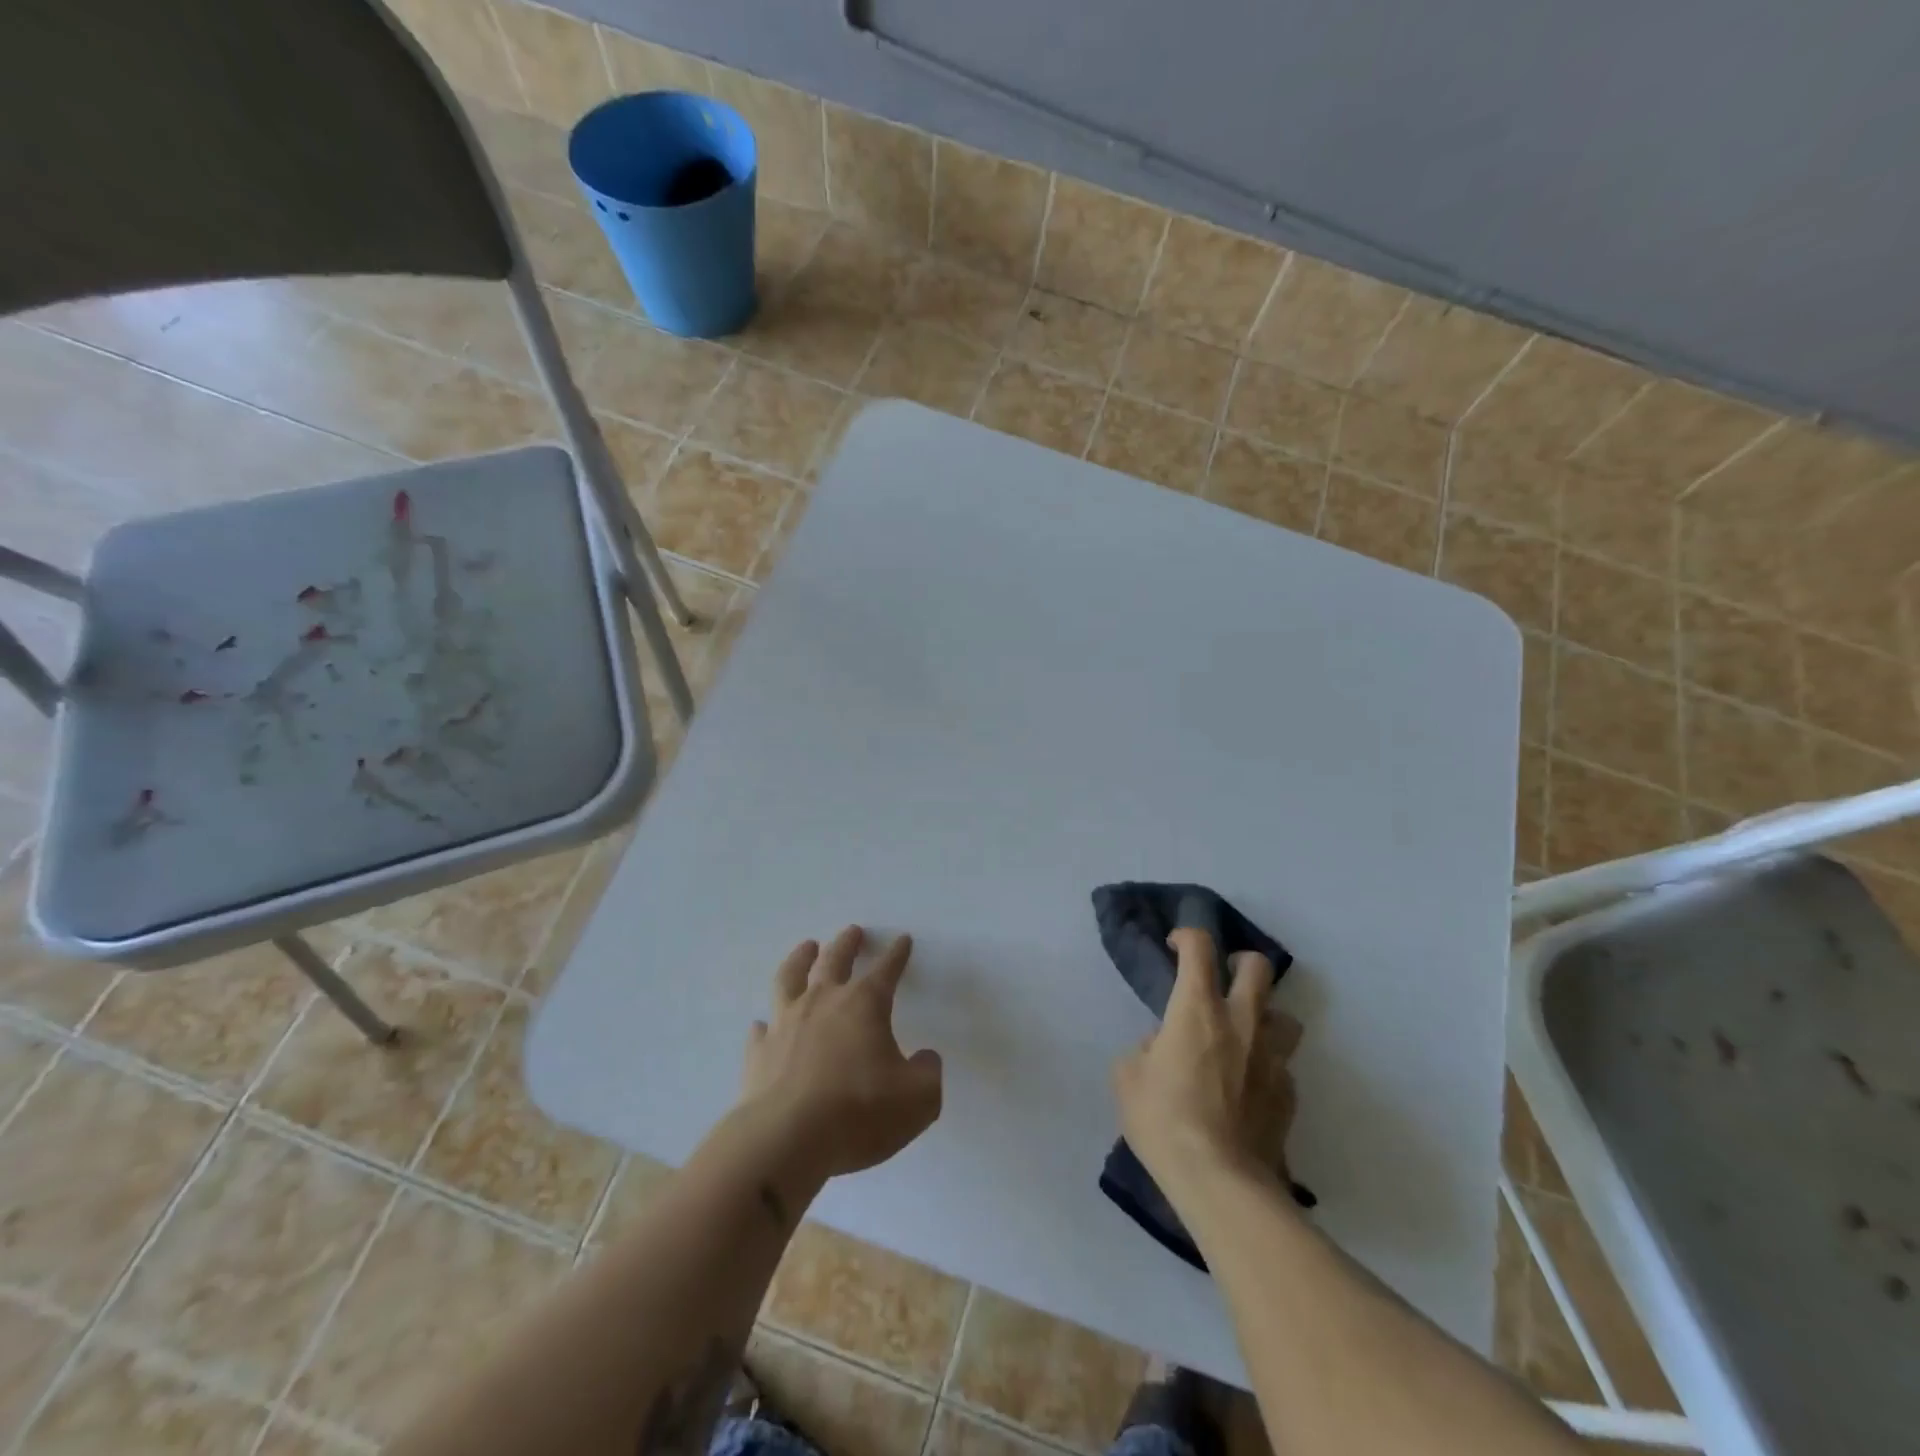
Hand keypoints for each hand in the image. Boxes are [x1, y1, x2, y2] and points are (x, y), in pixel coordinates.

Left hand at [739, 926, 943, 1182]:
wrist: (785, 1140)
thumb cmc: (859, 1112)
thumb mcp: (918, 1099)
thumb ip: (927, 1073)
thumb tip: (924, 1058)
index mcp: (864, 1004)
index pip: (886, 969)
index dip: (897, 954)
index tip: (902, 939)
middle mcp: (823, 1002)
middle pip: (835, 959)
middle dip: (847, 943)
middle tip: (853, 931)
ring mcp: (786, 1024)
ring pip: (790, 978)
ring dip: (800, 959)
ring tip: (806, 947)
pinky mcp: (759, 1053)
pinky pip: (762, 1029)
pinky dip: (767, 1024)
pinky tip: (766, 1024)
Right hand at [1111, 928, 1301, 1197]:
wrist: (1220, 1182)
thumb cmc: (1164, 1120)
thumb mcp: (1128, 1078)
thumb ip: (1145, 1049)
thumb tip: (1162, 1045)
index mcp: (1197, 1008)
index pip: (1199, 947)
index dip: (1187, 936)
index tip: (1175, 946)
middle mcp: (1242, 1021)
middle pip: (1258, 967)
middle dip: (1241, 963)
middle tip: (1224, 978)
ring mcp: (1272, 1058)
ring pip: (1285, 1016)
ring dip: (1266, 1017)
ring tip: (1245, 1036)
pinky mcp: (1289, 1095)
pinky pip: (1282, 1066)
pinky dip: (1266, 1067)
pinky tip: (1248, 1090)